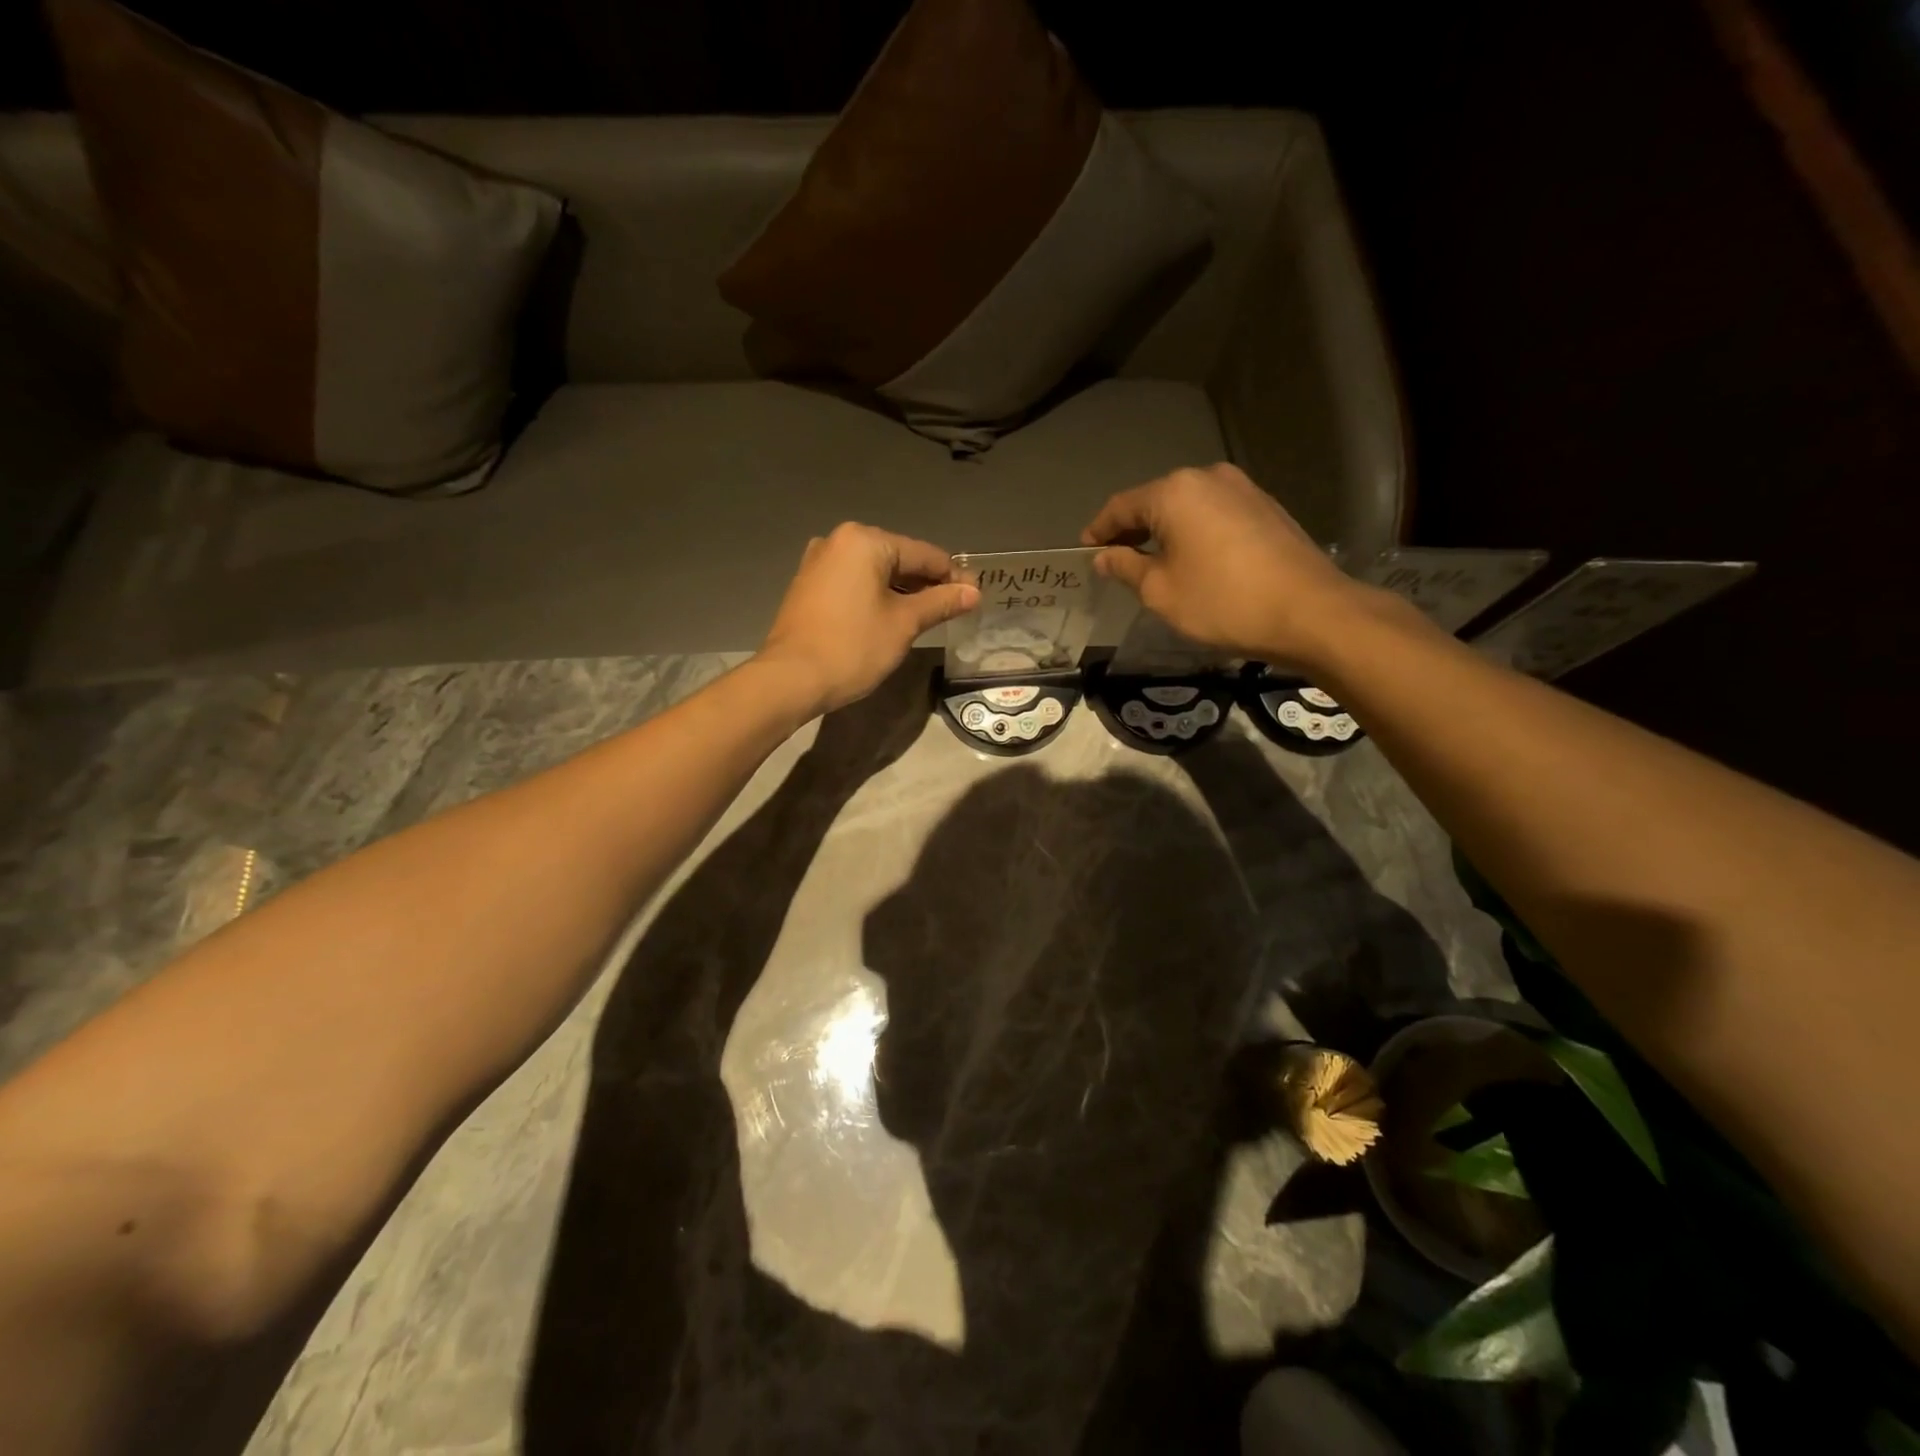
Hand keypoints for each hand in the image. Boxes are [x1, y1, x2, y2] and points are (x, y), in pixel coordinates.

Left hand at [757, 523, 979, 715]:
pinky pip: (854, 583)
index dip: (953, 576)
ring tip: (929, 616)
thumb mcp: (904, 623)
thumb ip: (941, 602)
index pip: (924, 554)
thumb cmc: (853, 647)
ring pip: (875, 572)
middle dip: (927, 583)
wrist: (791, 678)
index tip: (975, 596)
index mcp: (865, 541)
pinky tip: (892, 617)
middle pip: (899, 558)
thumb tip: (973, 592)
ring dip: (903, 591)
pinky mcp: (808, 585)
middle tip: (956, 608)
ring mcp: (819, 562)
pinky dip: (877, 596)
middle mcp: (839, 541)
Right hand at [1082, 463, 1378, 670]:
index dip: (1099, 530)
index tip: (1086, 551)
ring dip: (1165, 531)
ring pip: (1187, 507)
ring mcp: (1242, 489)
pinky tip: (1193, 559)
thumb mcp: (1160, 591)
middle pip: (1156, 501)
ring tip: (1153, 562)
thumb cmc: (1222, 602)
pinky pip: (1214, 514)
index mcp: (1174, 492)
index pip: (1121, 506)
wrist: (1309, 611)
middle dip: (1132, 529)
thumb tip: (1104, 556)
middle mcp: (1207, 478)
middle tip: (1115, 559)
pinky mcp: (1266, 506)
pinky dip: (1194, 533)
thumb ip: (1126, 567)